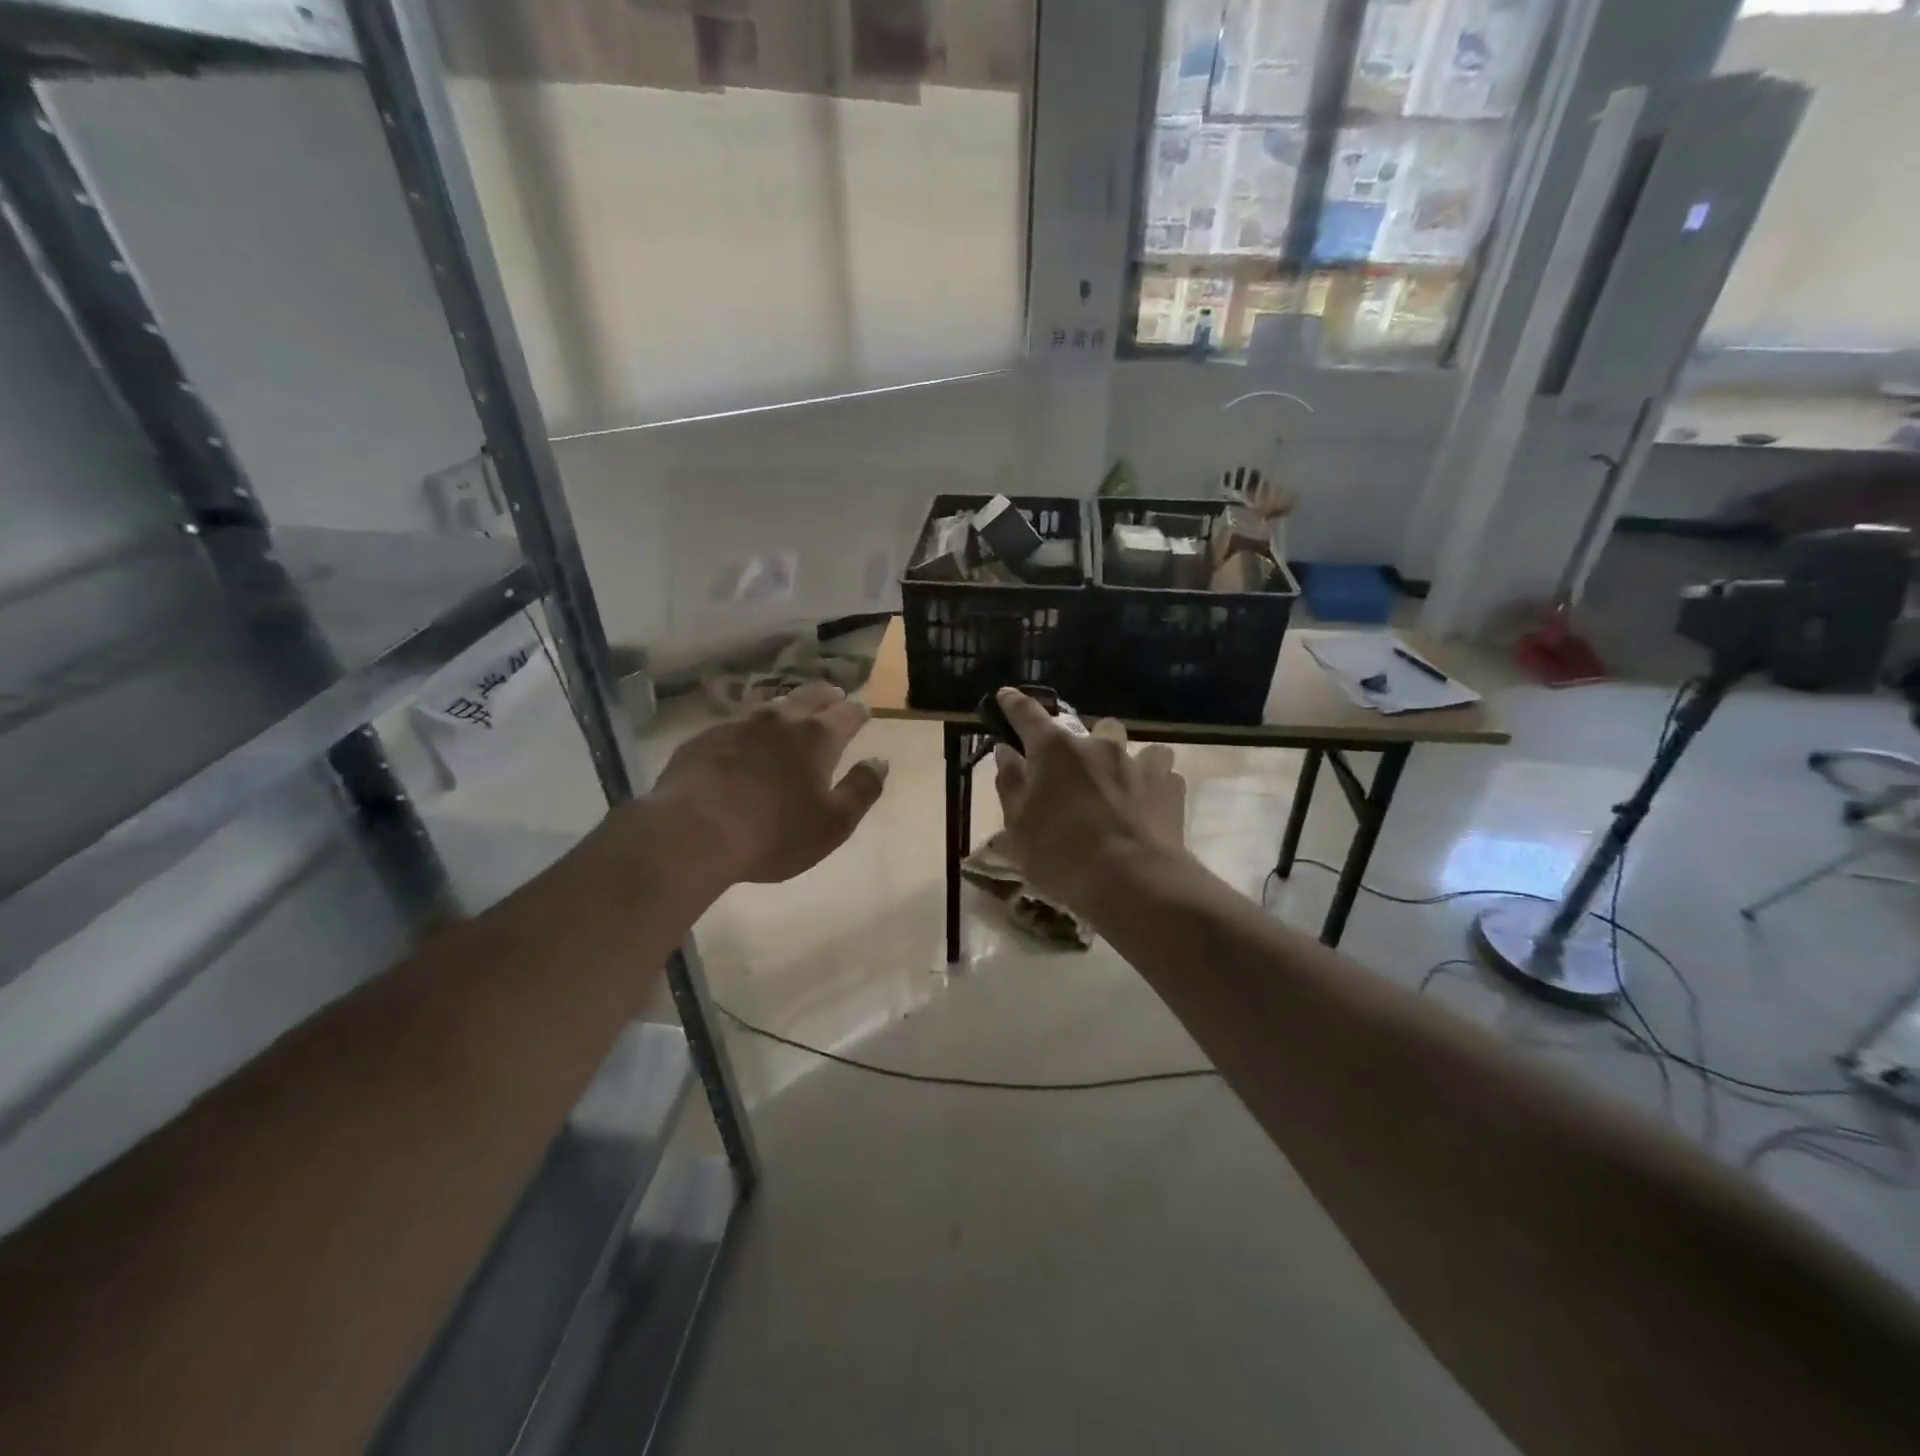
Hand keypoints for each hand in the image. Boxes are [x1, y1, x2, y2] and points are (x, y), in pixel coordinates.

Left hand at [646, 682, 888, 887]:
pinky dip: (751, 727)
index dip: (858, 711)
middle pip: (809, 697)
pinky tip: (746, 739)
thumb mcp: (834, 823)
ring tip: (792, 711)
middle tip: (834, 696)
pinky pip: (737, 724)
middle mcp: (780, 721)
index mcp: (817, 738)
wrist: (692, 832)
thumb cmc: (774, 833)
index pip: (846, 714)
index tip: (864, 710)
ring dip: (788, 706)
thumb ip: (862, 789)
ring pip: (771, 706)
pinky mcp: (705, 738)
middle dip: (826, 696)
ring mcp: (739, 725)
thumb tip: (880, 761)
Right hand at [991, 688, 1187, 909]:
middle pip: (1087, 728)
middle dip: (1079, 744)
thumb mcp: (1017, 826)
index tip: (1006, 697)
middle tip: (1072, 775)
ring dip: (1121, 761)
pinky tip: (1145, 807)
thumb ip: (1010, 782)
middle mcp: (1097, 745)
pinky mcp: (1169, 787)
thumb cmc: (1061, 855)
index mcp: (1054, 751)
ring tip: (1117, 786)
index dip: (1013, 704)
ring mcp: (1138, 763)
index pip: (1027, 714)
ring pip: (1131, 747)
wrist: (1134, 883)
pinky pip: (1160, 774)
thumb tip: (1007, 751)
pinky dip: (1151, 786)